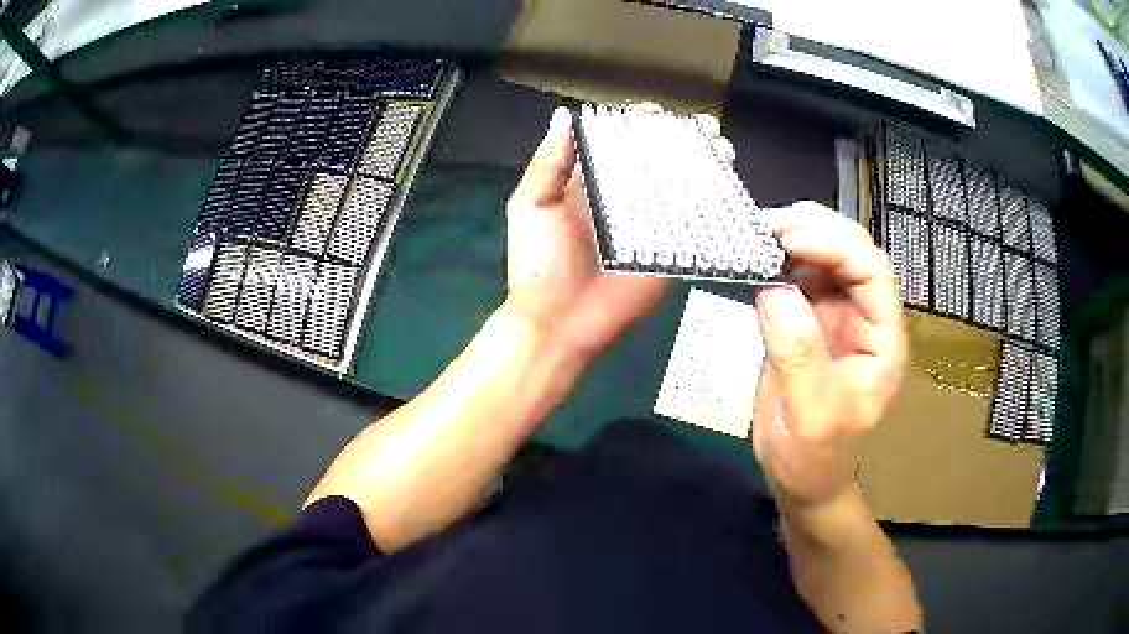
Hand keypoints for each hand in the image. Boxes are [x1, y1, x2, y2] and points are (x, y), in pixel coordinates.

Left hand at [505, 107, 733, 360]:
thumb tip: (564, 113)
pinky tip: (729, 186)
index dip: (640, 123)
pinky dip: (714, 205)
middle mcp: (627, 198)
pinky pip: (695, 225)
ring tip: (723, 149)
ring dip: (707, 166)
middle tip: (704, 129)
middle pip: (661, 160)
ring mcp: (653, 225)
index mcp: (593, 182)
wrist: (559, 323)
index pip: (622, 143)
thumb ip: (549, 162)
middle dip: (685, 140)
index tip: (655, 112)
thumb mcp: (532, 206)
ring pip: (685, 187)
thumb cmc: (539, 264)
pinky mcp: (671, 252)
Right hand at [751, 202, 905, 507]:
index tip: (787, 238)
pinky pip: (799, 274)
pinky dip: (778, 258)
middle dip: (814, 229)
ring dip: (794, 236)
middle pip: (851, 252)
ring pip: (825, 256)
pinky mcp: (810, 318)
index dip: (835, 245)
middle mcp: (866, 317)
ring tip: (756, 232)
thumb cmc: (814, 456)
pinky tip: (756, 255)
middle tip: (766, 224)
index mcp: (884, 338)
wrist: (799, 475)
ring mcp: (838, 315)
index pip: (872, 271)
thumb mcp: (811, 416)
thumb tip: (774, 288)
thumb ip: (799, 356)